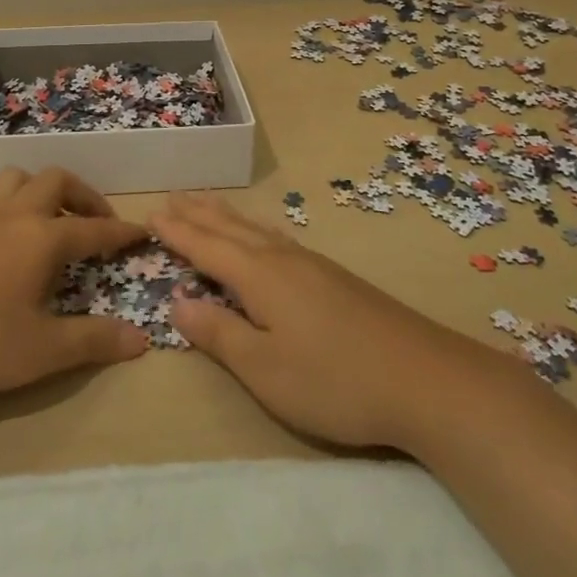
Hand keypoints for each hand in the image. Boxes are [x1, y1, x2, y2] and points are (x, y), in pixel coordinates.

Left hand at [0, 167, 150, 396]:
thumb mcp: (41, 351)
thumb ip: (92, 341)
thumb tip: (140, 339)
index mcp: (42, 238)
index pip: (94, 228)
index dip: (121, 232)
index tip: (142, 232)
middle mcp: (13, 215)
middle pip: (56, 182)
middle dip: (84, 196)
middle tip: (96, 222)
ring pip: (16, 178)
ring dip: (41, 190)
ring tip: (49, 219)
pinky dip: (8, 203)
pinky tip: (2, 234)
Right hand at [154, 193, 492, 449]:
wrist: (426, 379)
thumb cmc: (335, 380)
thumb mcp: (265, 368)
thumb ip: (219, 334)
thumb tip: (177, 302)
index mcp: (260, 276)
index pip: (207, 247)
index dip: (177, 232)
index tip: (150, 214)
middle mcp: (283, 259)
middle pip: (231, 228)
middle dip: (198, 214)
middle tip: (172, 196)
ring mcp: (313, 265)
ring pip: (257, 230)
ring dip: (226, 216)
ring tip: (207, 204)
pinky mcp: (335, 278)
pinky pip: (279, 238)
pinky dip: (256, 229)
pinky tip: (266, 236)